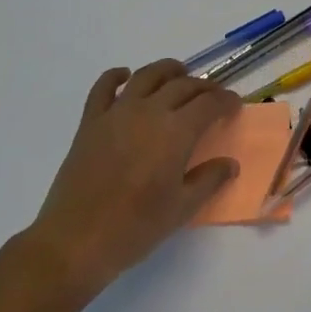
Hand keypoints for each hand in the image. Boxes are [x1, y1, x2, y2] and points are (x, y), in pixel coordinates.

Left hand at [24, 61, 241, 295]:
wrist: (75, 241)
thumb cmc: (135, 227)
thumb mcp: (182, 208)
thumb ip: (210, 180)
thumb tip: (230, 163)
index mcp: (176, 131)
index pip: (210, 103)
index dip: (226, 101)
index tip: (235, 106)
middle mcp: (149, 112)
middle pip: (183, 86)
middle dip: (204, 87)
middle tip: (213, 96)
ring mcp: (117, 113)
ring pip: (147, 76)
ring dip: (168, 70)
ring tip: (179, 75)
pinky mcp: (91, 122)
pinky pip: (103, 87)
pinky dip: (116, 76)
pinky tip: (125, 76)